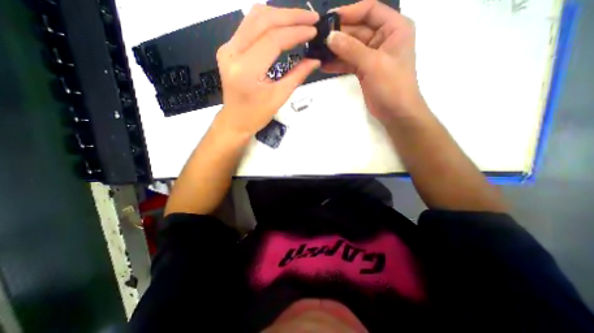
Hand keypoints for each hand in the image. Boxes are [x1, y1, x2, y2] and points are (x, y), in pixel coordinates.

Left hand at [217, 3, 323, 136]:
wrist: (235, 120)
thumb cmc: (257, 115)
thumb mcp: (279, 97)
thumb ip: (297, 76)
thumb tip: (315, 60)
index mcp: (246, 70)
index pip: (273, 40)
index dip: (296, 32)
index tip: (314, 30)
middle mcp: (232, 53)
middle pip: (262, 20)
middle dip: (290, 16)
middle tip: (311, 18)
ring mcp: (227, 48)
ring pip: (254, 18)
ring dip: (279, 15)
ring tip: (300, 20)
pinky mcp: (228, 49)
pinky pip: (249, 27)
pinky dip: (268, 22)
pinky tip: (283, 26)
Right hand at [324, 0, 421, 124]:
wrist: (396, 112)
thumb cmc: (392, 85)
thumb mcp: (373, 64)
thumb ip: (351, 49)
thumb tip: (330, 37)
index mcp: (394, 28)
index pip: (370, 10)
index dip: (350, 12)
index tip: (329, 19)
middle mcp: (383, 39)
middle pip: (357, 30)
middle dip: (338, 35)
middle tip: (318, 39)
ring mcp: (372, 56)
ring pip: (350, 48)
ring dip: (335, 51)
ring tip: (317, 52)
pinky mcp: (364, 70)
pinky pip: (349, 62)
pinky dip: (337, 64)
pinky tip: (324, 65)